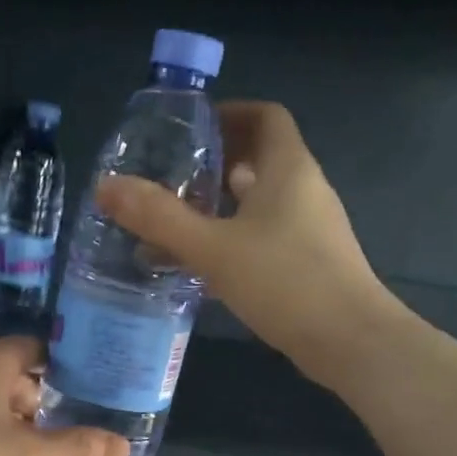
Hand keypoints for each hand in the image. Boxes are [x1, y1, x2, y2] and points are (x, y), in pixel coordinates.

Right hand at [97, 101, 401, 384]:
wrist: (350, 341)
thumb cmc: (285, 281)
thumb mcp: (212, 248)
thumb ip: (159, 217)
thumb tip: (105, 187)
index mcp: (288, 169)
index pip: (265, 117)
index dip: (229, 114)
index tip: (191, 131)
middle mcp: (305, 190)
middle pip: (261, 158)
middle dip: (216, 163)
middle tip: (171, 178)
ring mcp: (311, 229)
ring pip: (261, 201)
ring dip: (222, 205)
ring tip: (177, 221)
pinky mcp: (309, 263)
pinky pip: (266, 235)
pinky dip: (234, 237)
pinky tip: (204, 265)